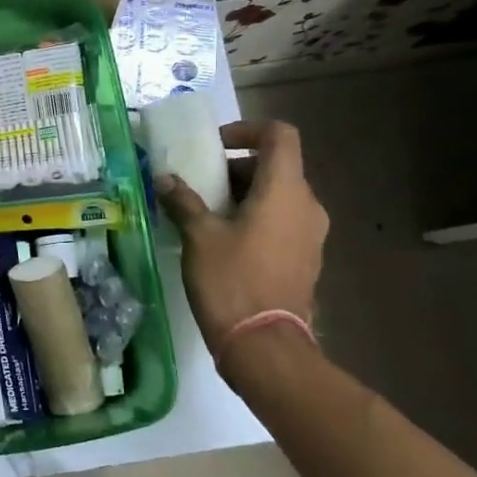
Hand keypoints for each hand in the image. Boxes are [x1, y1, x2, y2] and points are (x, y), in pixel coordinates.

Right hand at [156, 120, 328, 357]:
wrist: (265, 346)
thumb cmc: (232, 281)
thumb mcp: (199, 236)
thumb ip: (184, 201)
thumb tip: (165, 179)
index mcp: (285, 190)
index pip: (280, 135)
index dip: (248, 129)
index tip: (216, 146)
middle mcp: (307, 205)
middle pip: (276, 166)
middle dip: (237, 168)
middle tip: (201, 184)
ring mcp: (311, 235)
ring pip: (279, 196)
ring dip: (245, 195)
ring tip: (207, 214)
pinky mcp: (306, 259)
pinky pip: (282, 222)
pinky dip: (257, 218)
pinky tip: (225, 242)